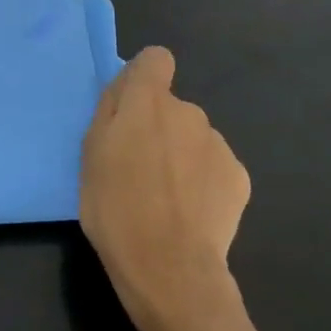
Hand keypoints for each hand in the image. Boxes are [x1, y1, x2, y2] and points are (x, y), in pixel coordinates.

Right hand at [79, 48, 250, 330]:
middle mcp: (188, 111)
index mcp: (147, 101)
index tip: (132, 109)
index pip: (156, 59)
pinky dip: (203, 182)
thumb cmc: (115, 208)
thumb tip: (125, 87)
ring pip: (193, 138)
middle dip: (159, 127)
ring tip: (167, 198)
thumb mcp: (90, 153)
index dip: (144, 78)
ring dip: (181, 155)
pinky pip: (214, 166)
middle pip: (171, 106)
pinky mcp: (239, 177)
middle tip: (140, 168)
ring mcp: (217, 143)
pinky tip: (191, 214)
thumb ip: (110, 110)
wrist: (170, 270)